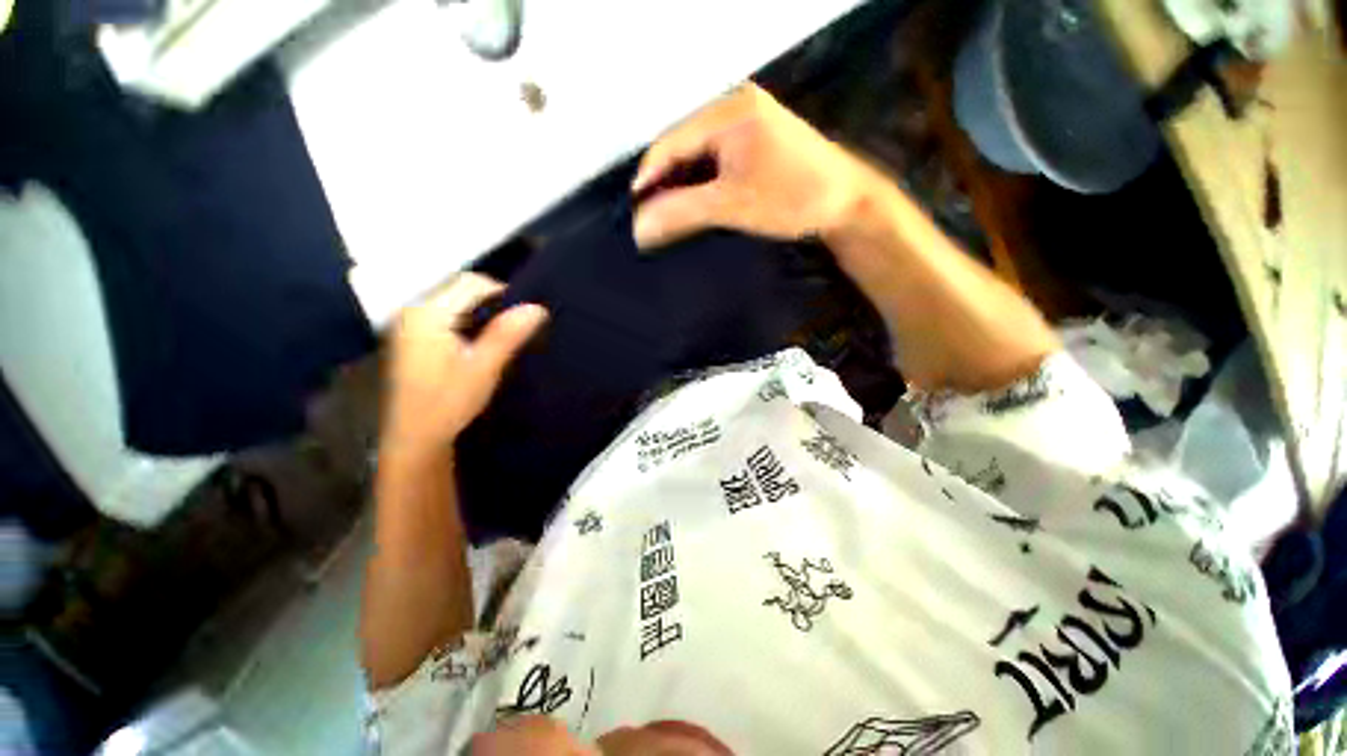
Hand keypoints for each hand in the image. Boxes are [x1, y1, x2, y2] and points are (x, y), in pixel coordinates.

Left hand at [383, 273, 546, 450]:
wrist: (414, 439)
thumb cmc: (449, 403)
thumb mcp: (484, 367)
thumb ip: (508, 334)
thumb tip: (538, 307)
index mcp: (428, 313)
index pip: (472, 283)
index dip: (504, 293)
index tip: (526, 316)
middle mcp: (413, 311)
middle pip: (460, 289)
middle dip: (493, 303)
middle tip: (517, 328)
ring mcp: (409, 325)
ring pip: (454, 303)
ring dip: (482, 314)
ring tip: (504, 337)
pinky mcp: (412, 339)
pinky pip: (446, 317)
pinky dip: (468, 323)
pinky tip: (480, 345)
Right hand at [632, 82, 875, 248]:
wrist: (847, 202)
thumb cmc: (792, 198)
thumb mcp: (731, 205)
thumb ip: (682, 213)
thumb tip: (640, 229)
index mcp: (727, 110)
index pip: (669, 142)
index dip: (647, 178)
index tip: (635, 213)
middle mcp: (734, 106)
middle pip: (682, 145)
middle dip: (664, 184)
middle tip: (652, 218)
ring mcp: (747, 122)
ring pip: (697, 154)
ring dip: (682, 185)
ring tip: (670, 215)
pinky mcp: (756, 140)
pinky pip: (715, 159)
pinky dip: (701, 183)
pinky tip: (696, 203)